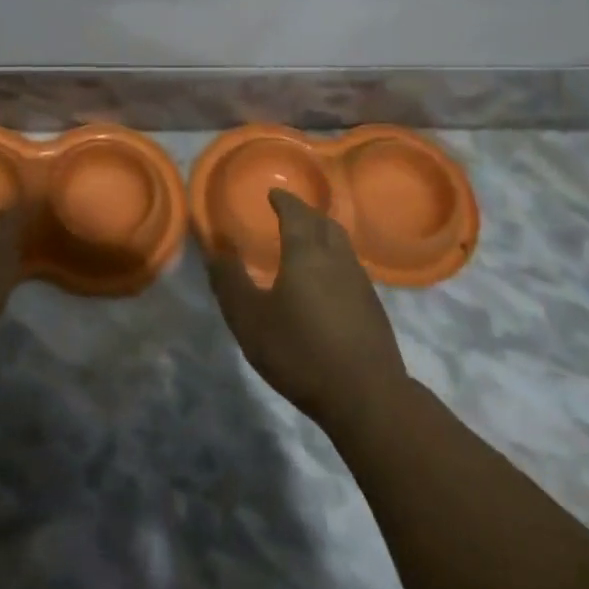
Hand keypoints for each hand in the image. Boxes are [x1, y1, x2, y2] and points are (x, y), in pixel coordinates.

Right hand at [206, 189, 407, 436]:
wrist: (366, 395)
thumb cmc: (300, 351)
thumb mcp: (249, 319)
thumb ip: (230, 282)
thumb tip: (215, 250)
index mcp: (306, 253)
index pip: (296, 213)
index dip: (284, 200)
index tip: (273, 194)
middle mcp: (337, 258)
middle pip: (324, 223)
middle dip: (306, 212)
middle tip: (290, 212)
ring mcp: (361, 282)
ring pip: (342, 244)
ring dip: (324, 234)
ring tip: (308, 242)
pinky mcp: (373, 307)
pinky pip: (351, 267)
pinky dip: (335, 259)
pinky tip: (327, 281)